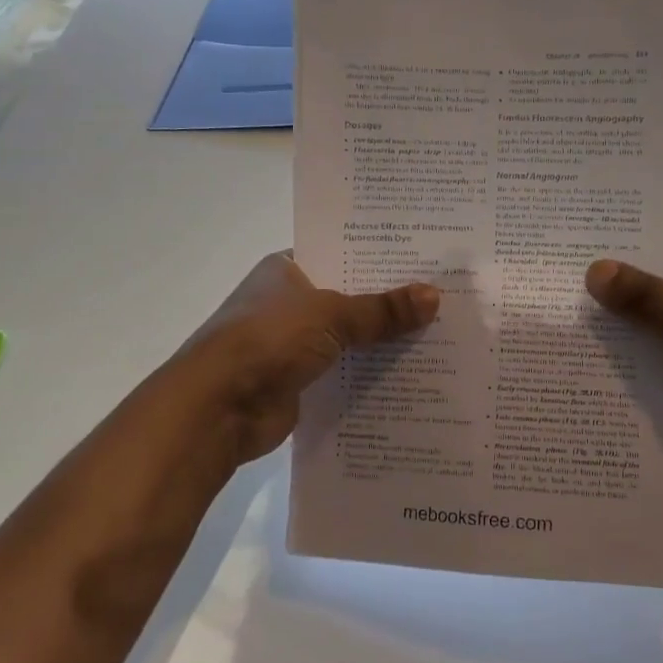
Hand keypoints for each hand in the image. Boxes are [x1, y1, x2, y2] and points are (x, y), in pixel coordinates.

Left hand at [163, 253, 439, 470]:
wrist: (216, 408)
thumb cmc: (268, 340)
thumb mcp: (331, 315)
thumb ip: (382, 309)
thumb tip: (434, 296)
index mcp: (286, 269)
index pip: (340, 254)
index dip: (380, 257)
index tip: (425, 260)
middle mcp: (288, 302)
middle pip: (349, 297)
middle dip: (389, 302)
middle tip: (445, 297)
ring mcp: (292, 344)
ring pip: (349, 337)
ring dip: (383, 341)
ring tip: (440, 334)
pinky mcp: (300, 381)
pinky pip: (345, 372)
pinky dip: (370, 375)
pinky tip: (413, 374)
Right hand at [585, 240, 662, 469]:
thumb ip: (650, 299)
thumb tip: (594, 271)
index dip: (627, 250)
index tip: (578, 253)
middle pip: (661, 285)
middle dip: (620, 293)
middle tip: (563, 290)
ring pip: (660, 321)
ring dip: (627, 328)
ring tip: (569, 324)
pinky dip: (642, 356)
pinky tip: (598, 360)